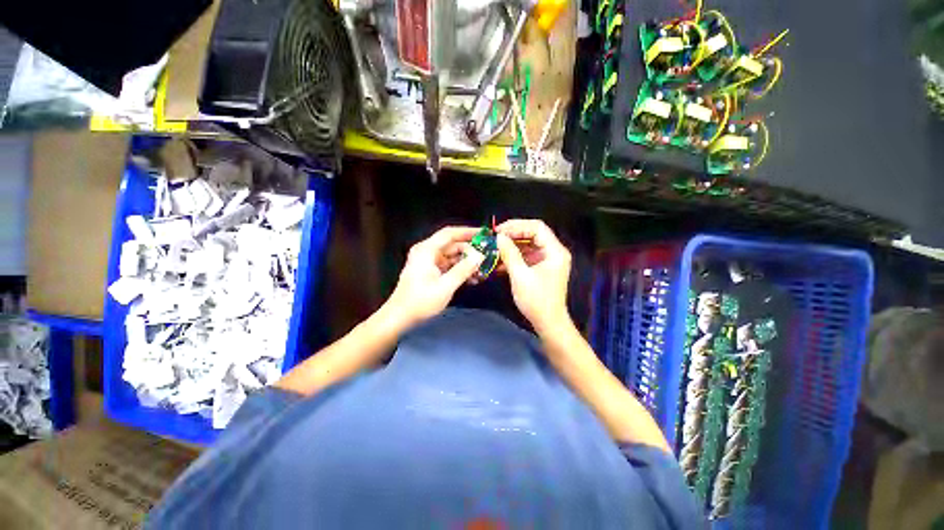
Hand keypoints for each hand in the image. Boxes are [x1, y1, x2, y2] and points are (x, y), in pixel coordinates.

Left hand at [383, 226, 484, 328]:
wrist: (400, 316)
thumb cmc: (421, 301)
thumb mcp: (445, 286)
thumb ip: (463, 269)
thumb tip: (480, 256)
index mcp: (426, 250)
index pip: (449, 234)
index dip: (467, 232)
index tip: (484, 234)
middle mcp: (426, 251)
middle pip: (452, 245)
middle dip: (470, 250)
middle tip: (487, 256)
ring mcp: (427, 261)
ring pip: (451, 255)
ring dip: (466, 262)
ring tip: (482, 269)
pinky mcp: (429, 270)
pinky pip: (447, 265)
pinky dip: (459, 269)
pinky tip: (471, 277)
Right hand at [495, 219, 571, 331]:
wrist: (548, 323)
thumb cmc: (537, 300)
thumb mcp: (520, 276)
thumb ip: (510, 253)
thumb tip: (499, 237)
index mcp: (555, 251)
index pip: (537, 227)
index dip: (517, 226)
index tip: (499, 231)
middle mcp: (553, 251)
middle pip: (533, 234)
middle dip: (513, 235)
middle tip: (495, 238)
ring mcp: (547, 259)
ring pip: (528, 244)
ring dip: (512, 246)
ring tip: (495, 248)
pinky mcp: (541, 267)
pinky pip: (526, 256)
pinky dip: (514, 256)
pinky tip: (500, 260)